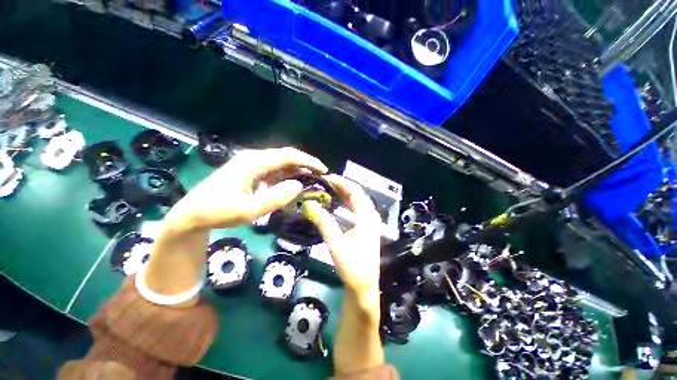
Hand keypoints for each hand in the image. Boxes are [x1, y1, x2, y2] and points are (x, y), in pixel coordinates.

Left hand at [142, 147, 325, 301]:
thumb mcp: (247, 211)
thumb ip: (274, 198)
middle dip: (305, 164)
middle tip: (320, 176)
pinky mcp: (250, 172)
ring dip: (297, 170)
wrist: (192, 215)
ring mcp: (251, 165)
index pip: (288, 156)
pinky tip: (292, 185)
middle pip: (286, 156)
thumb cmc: (217, 213)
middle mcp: (253, 159)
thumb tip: (299, 185)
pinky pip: (274, 170)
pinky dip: (287, 176)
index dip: (308, 161)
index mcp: (253, 163)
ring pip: (281, 163)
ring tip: (311, 180)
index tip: (323, 170)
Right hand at [304, 175, 384, 374]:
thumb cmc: (353, 268)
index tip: (326, 177)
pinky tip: (335, 203)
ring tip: (327, 188)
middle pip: (357, 195)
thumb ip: (324, 223)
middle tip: (324, 182)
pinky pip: (355, 210)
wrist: (364, 289)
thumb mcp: (336, 244)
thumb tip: (309, 203)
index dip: (342, 182)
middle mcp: (370, 217)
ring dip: (343, 194)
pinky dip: (345, 203)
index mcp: (368, 218)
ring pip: (356, 202)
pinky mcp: (363, 229)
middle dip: (342, 186)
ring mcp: (368, 223)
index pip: (356, 192)